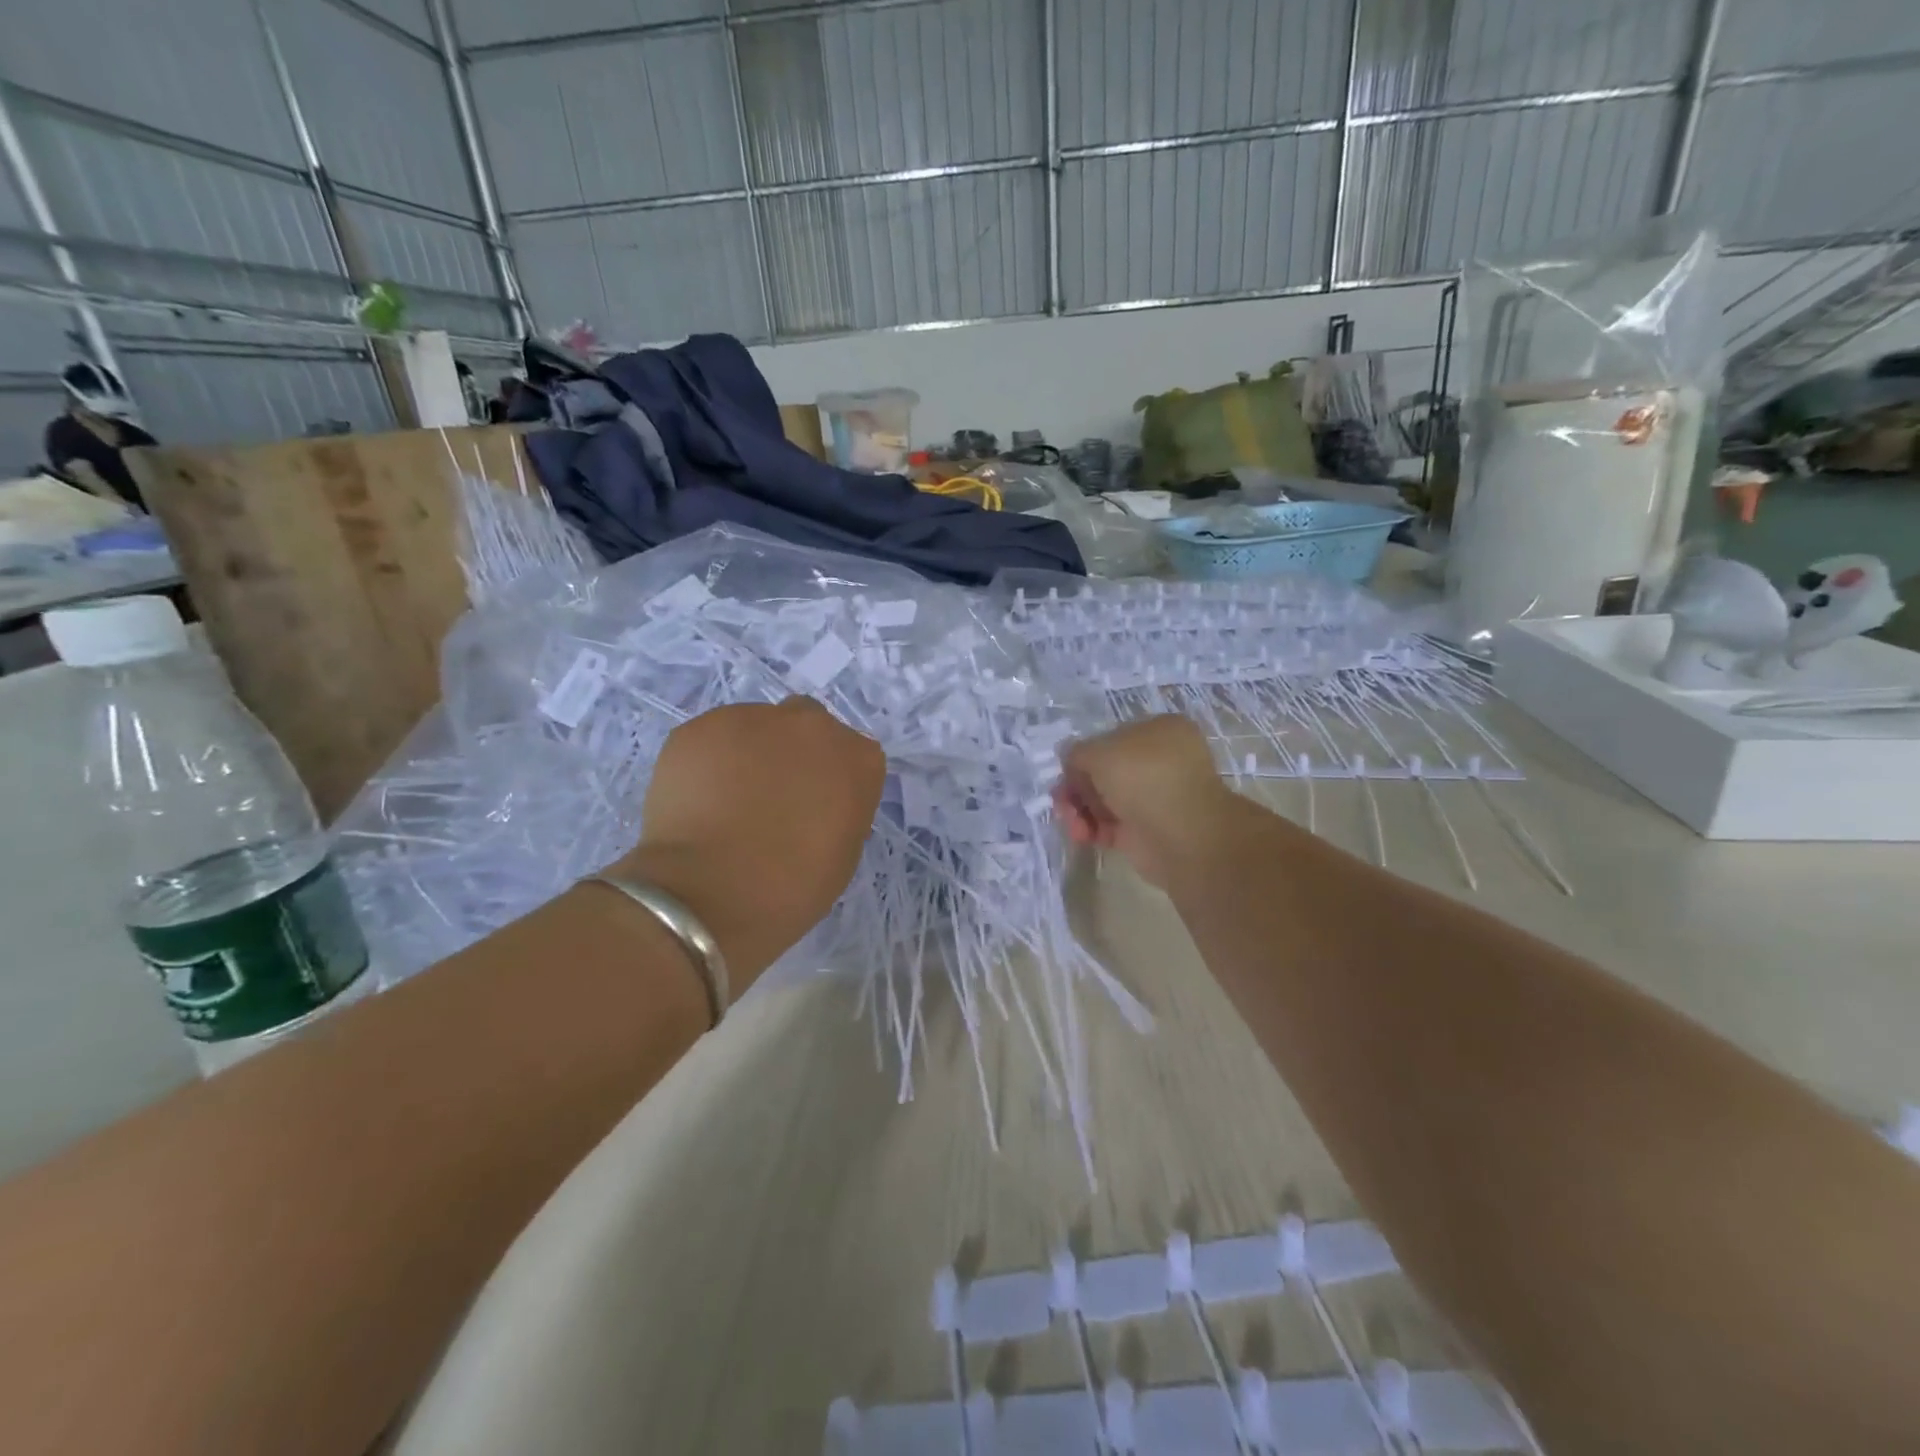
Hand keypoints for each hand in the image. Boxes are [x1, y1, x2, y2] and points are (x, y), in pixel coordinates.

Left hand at [611, 698, 885, 990]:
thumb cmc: (794, 886)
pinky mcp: (701, 727)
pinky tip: (697, 800)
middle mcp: (812, 725)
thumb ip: (840, 809)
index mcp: (857, 759)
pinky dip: (708, 763)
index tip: (815, 809)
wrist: (711, 893)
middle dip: (793, 754)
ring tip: (726, 802)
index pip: (852, 757)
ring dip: (749, 754)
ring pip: (756, 728)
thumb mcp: (843, 853)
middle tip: (771, 799)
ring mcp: (754, 719)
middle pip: (807, 727)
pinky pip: (712, 740)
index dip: (831, 782)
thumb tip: (815, 804)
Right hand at [1054, 715, 1244, 890]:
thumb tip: (1068, 757)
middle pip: (1102, 771)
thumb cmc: (1144, 779)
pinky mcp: (1146, 831)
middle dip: (1077, 787)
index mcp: (1159, 731)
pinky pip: (1109, 825)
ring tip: (1073, 824)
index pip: (1109, 739)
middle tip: (1062, 802)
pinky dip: (1092, 830)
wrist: (1183, 836)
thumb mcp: (1100, 751)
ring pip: (1103, 799)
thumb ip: (1077, 752)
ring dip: (1079, 810)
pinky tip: (1083, 835)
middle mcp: (1159, 762)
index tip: (1067, 773)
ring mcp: (1154, 798)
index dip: (1084, 756)